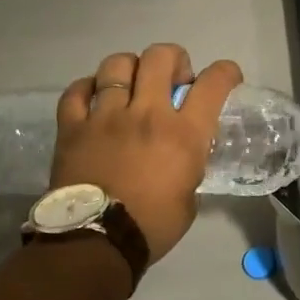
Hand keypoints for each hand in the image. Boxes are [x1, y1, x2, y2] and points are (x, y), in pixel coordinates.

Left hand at [51, 45, 243, 268]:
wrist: (95, 243)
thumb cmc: (151, 226)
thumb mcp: (189, 196)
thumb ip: (190, 165)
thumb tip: (184, 155)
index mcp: (183, 133)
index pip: (213, 83)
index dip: (226, 72)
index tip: (227, 76)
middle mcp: (147, 113)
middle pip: (160, 57)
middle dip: (173, 59)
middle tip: (173, 79)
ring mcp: (106, 116)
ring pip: (117, 65)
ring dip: (130, 68)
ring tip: (131, 84)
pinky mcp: (72, 126)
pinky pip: (76, 91)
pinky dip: (87, 88)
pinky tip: (94, 97)